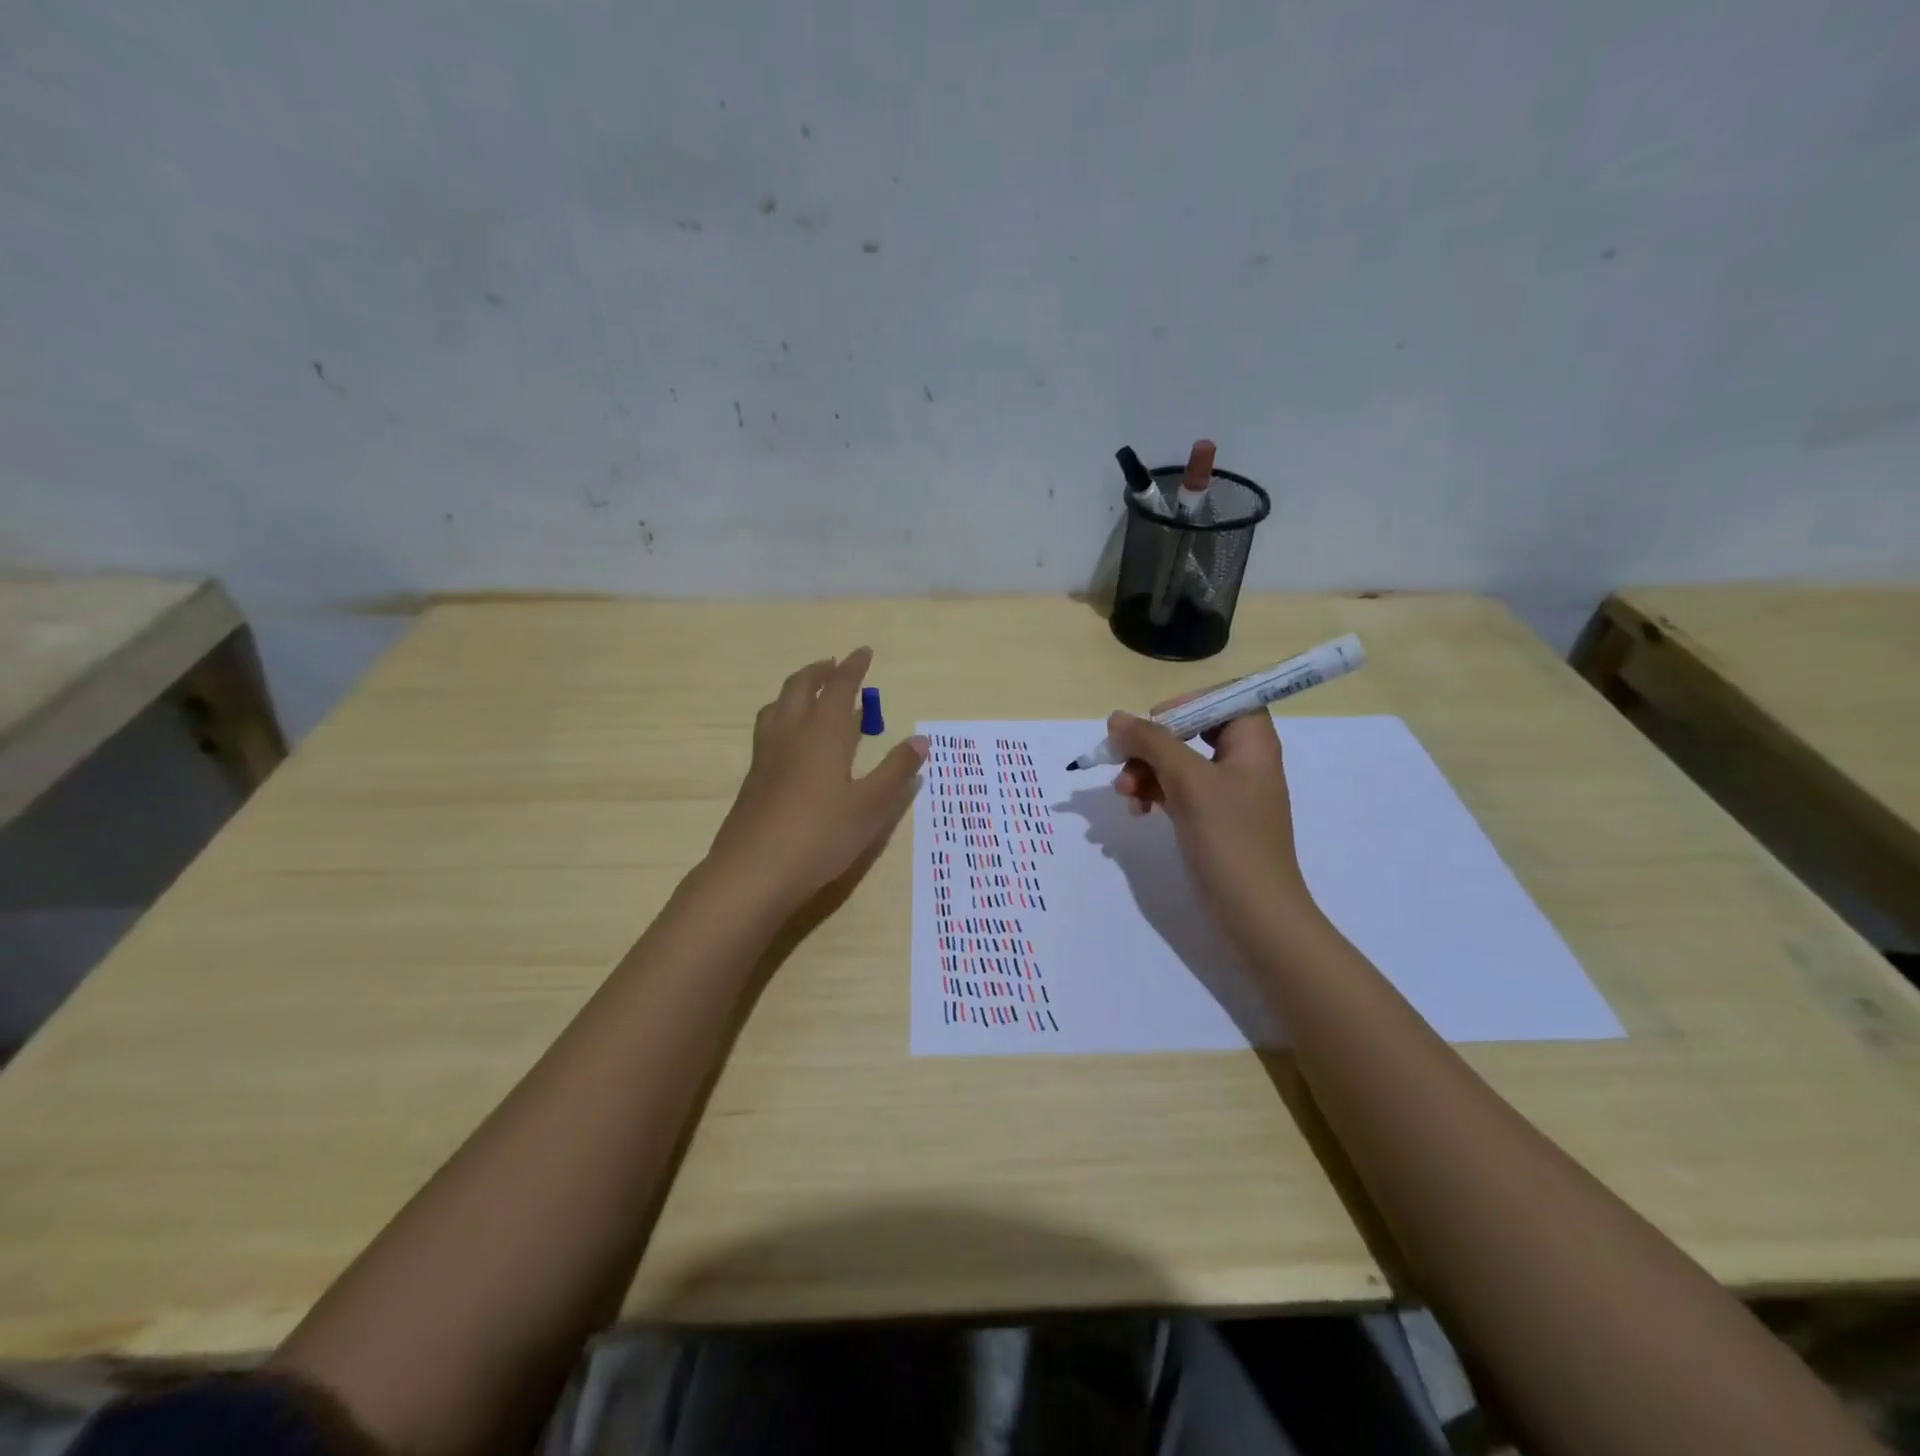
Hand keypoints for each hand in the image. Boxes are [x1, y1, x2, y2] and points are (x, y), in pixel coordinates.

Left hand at [706, 648, 926, 913]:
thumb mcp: (870, 807)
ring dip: (795, 691)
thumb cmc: (821, 836)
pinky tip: (791, 741)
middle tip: (835, 666)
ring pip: (777, 706)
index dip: (853, 668)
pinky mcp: (753, 778)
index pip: (839, 688)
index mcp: (823, 734)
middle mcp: (791, 734)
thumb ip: (896, 771)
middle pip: (800, 688)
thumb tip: (921, 740)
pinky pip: (768, 729)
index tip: (863, 651)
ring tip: (809, 695)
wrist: (754, 872)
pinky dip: (783, 716)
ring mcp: (766, 756)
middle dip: (819, 671)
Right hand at [1108, 703, 1318, 949]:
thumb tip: (1116, 718)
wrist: (1256, 917)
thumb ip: (1152, 743)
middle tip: (1123, 760)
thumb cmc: (1230, 841)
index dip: (1189, 703)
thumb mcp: (1189, 783)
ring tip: (1124, 795)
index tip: (1154, 721)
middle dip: (1153, 744)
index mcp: (1253, 745)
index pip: (1225, 699)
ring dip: (1145, 771)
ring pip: (1178, 763)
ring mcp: (1226, 794)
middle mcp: (1242, 763)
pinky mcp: (1211, 821)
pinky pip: (1176, 792)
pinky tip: (1136, 812)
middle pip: (1192, 731)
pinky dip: (1153, 795)